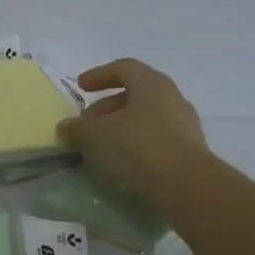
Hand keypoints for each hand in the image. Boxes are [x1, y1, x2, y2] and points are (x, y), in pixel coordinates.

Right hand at [56, 58, 209, 199]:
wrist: (186, 187)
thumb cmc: (139, 147)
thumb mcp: (97, 135)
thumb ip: (78, 128)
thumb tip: (66, 127)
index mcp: (152, 84)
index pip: (124, 68)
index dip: (99, 75)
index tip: (80, 87)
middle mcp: (172, 99)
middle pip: (134, 95)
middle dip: (106, 108)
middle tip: (86, 125)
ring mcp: (184, 127)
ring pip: (145, 120)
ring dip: (119, 129)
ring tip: (99, 148)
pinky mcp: (187, 153)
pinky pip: (155, 142)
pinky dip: (134, 147)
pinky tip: (120, 164)